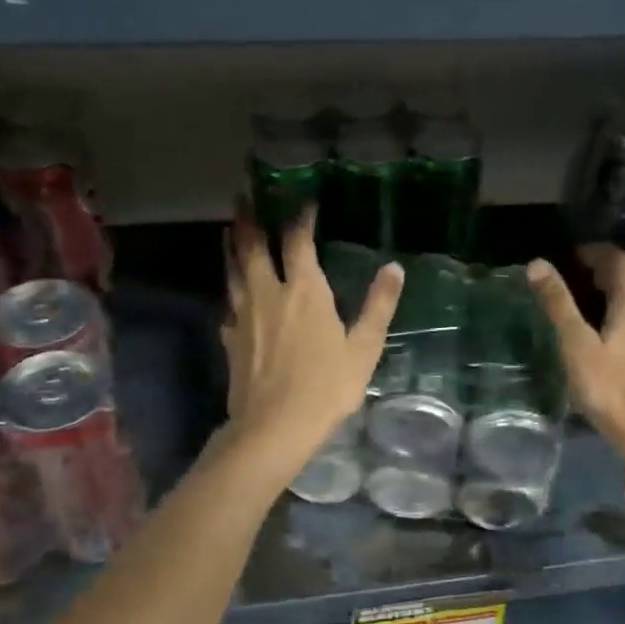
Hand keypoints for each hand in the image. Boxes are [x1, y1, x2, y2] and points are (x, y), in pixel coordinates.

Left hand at [221, 207, 402, 476]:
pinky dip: (231, 293)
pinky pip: (229, 306)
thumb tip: (395, 268)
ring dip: (232, 248)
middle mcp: (268, 293)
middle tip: (242, 196)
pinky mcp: (230, 340)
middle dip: (249, 219)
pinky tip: (233, 298)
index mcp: (304, 290)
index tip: (304, 202)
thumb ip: (378, 306)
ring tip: (230, 232)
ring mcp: (244, 316)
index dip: (301, 218)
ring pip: (233, 272)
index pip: (298, 241)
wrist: (274, 427)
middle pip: (253, 247)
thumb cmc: (326, 387)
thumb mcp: (364, 348)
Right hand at [527, 246, 624, 456]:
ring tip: (577, 302)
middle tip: (565, 278)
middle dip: (598, 269)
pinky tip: (599, 328)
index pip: (617, 258)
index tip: (563, 257)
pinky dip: (617, 310)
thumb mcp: (577, 344)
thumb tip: (537, 263)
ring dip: (608, 291)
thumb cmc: (610, 386)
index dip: (591, 252)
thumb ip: (558, 303)